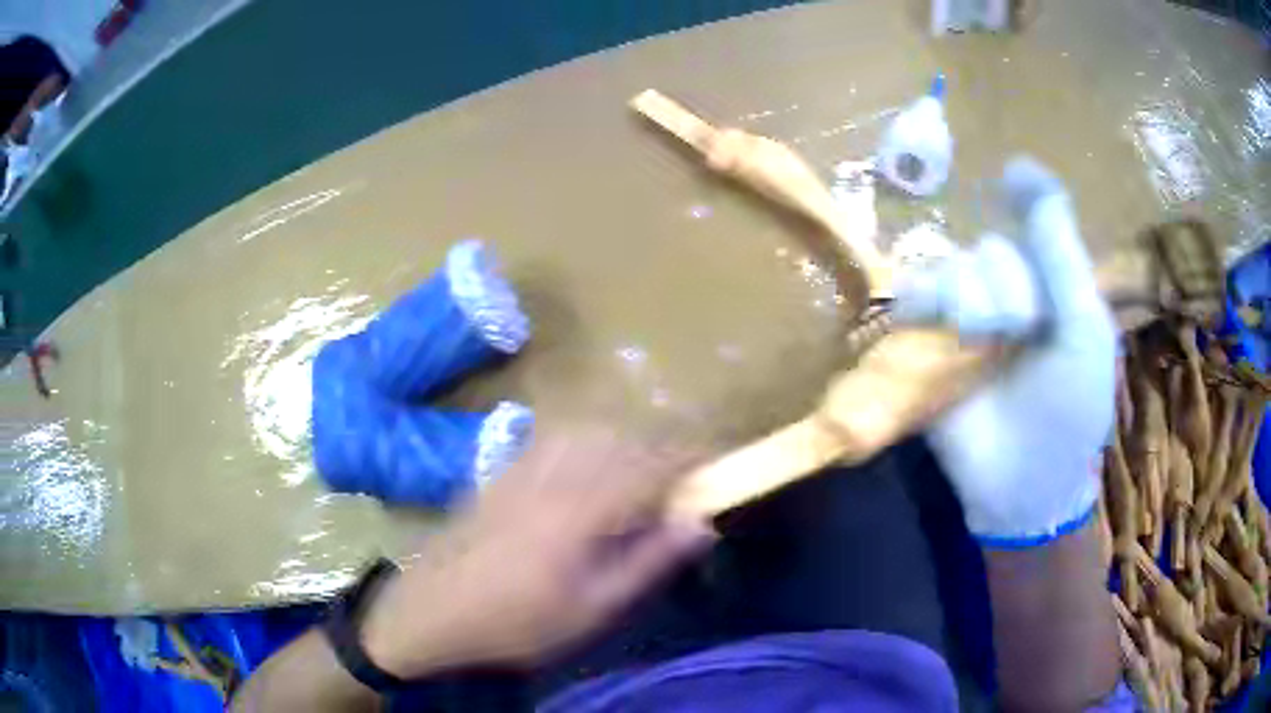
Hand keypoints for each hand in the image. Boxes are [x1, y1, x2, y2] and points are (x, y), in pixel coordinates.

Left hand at [360, 428, 714, 676]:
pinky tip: (590, 466)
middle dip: (663, 448)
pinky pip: (557, 438)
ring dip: (627, 442)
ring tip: (644, 472)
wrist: (433, 609)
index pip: (652, 464)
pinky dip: (590, 442)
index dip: (691, 457)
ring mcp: (523, 466)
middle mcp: (555, 473)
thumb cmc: (519, 621)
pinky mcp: (503, 471)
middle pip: (624, 439)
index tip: (718, 461)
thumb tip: (701, 524)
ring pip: (591, 432)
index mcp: (583, 508)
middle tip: (685, 477)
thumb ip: (649, 562)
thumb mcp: (594, 608)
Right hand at [893, 157, 1115, 545]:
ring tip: (980, 344)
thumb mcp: (1084, 329)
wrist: (1023, 485)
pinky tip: (935, 327)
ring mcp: (966, 317)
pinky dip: (921, 302)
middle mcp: (1008, 291)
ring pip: (951, 267)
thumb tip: (1021, 167)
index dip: (1024, 197)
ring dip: (967, 298)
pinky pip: (912, 295)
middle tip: (1020, 333)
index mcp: (1050, 286)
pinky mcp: (928, 344)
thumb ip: (1061, 253)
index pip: (1032, 220)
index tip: (1013, 178)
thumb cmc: (1070, 410)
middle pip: (990, 247)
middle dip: (1007, 285)